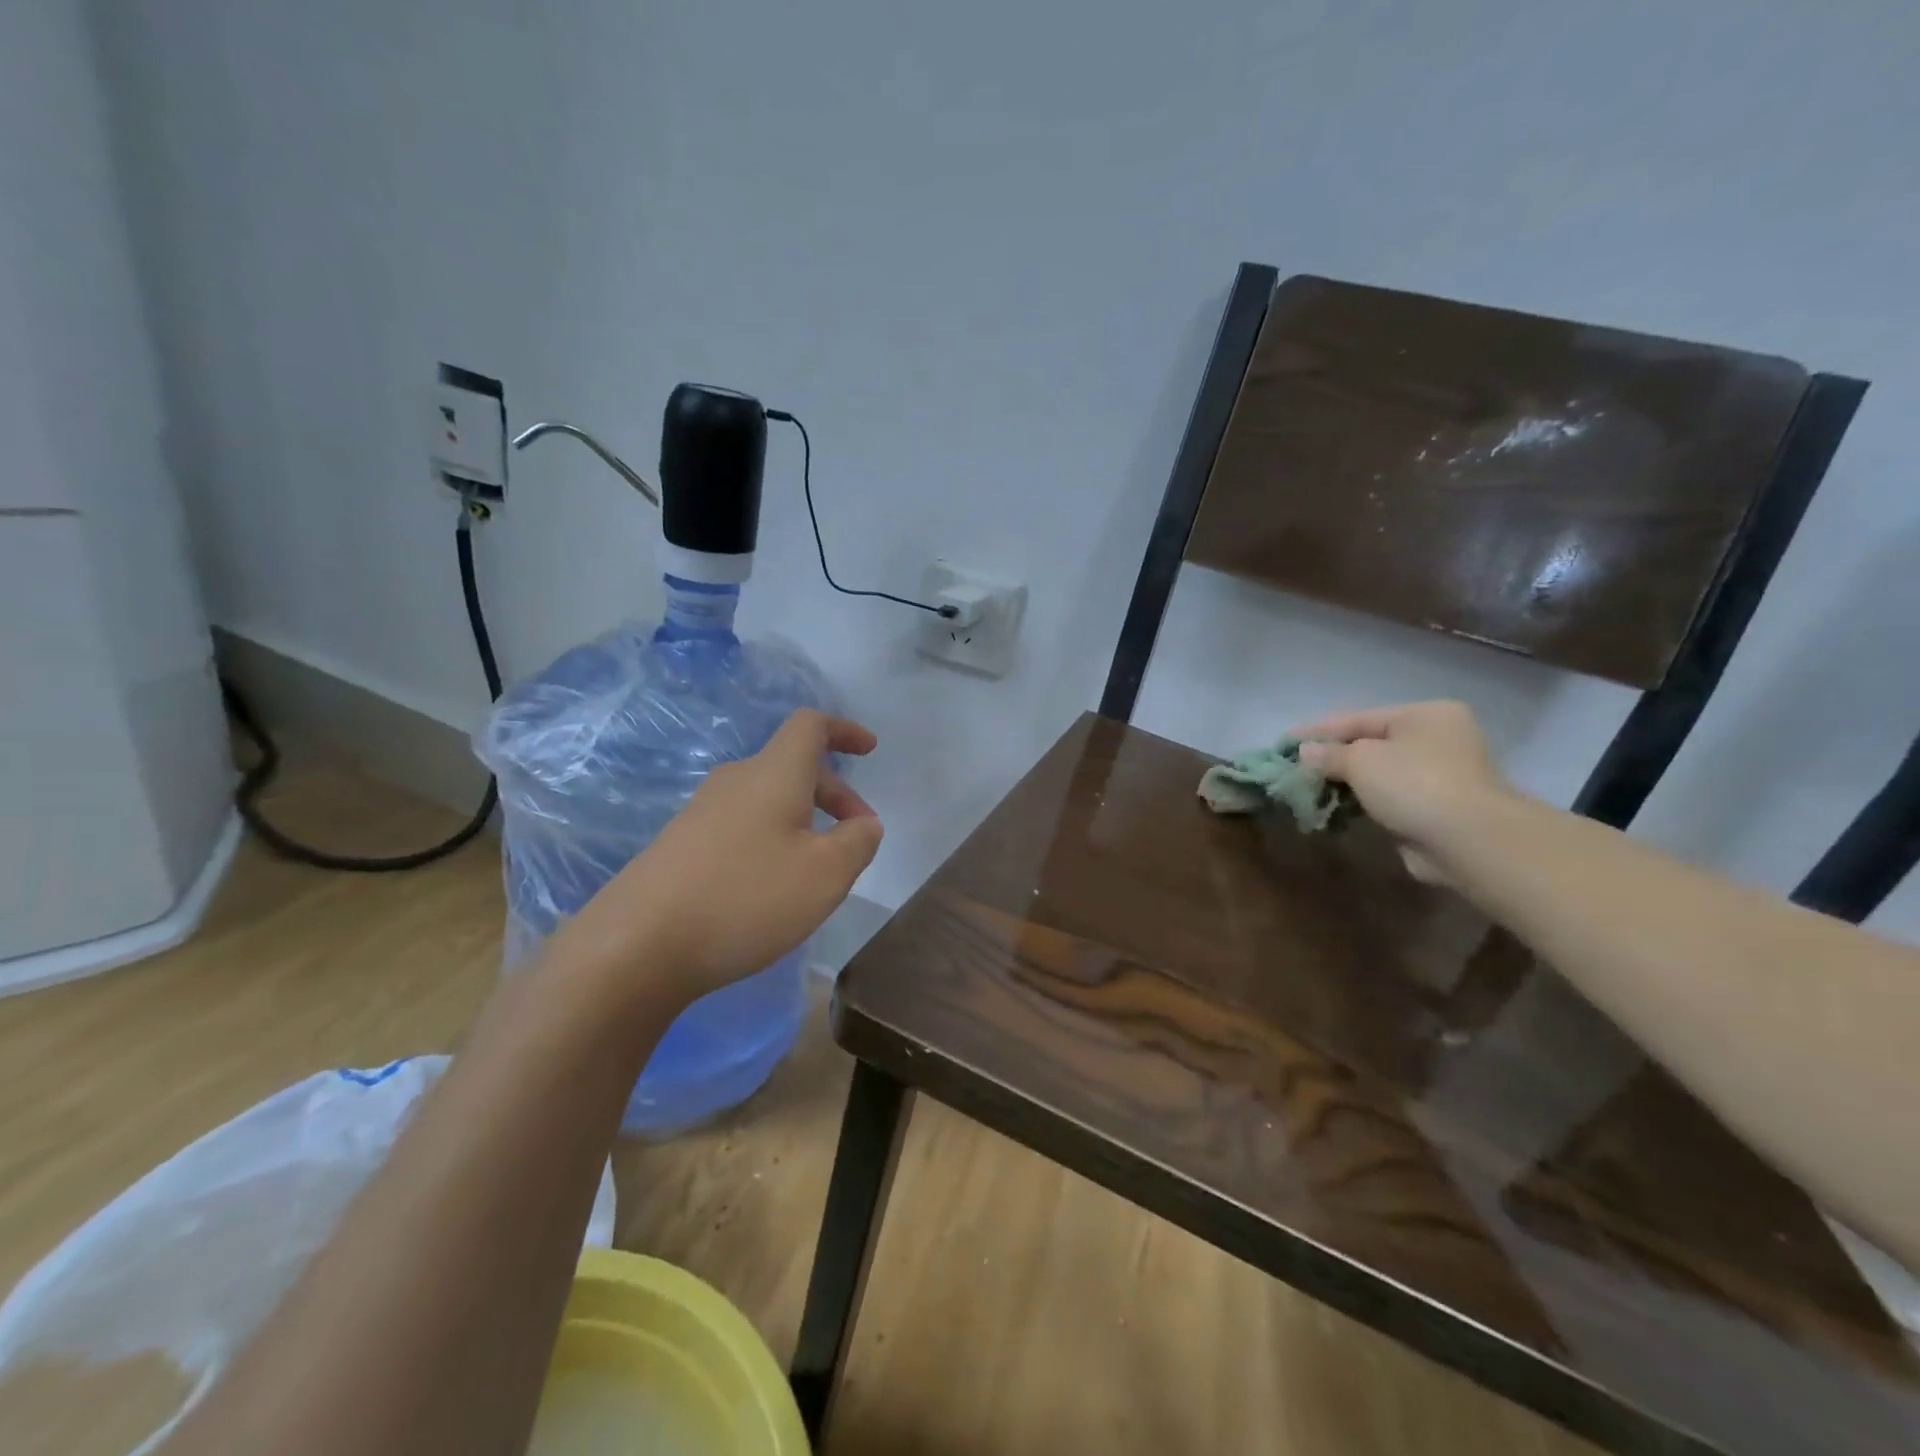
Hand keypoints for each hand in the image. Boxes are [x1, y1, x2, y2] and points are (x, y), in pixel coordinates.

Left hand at [551, 709, 882, 1007]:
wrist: (636, 945)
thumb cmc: (746, 898)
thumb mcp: (826, 874)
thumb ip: (858, 841)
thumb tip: (864, 824)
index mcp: (773, 773)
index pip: (810, 726)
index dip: (844, 730)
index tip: (870, 750)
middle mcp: (735, 781)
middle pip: (793, 766)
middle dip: (834, 793)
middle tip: (858, 835)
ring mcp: (701, 812)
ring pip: (767, 799)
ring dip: (804, 819)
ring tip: (819, 868)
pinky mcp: (680, 845)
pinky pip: (742, 825)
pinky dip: (772, 839)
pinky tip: (772, 886)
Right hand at [1294, 701, 1510, 884]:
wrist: (1469, 840)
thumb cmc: (1414, 783)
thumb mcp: (1361, 760)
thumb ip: (1329, 754)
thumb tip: (1305, 752)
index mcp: (1425, 715)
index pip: (1360, 717)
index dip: (1319, 730)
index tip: (1285, 741)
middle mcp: (1438, 739)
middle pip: (1371, 744)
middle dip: (1332, 757)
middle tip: (1296, 767)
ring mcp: (1441, 775)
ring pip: (1379, 774)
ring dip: (1346, 783)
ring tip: (1309, 790)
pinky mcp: (1437, 809)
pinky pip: (1389, 799)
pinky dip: (1363, 802)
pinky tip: (1336, 809)